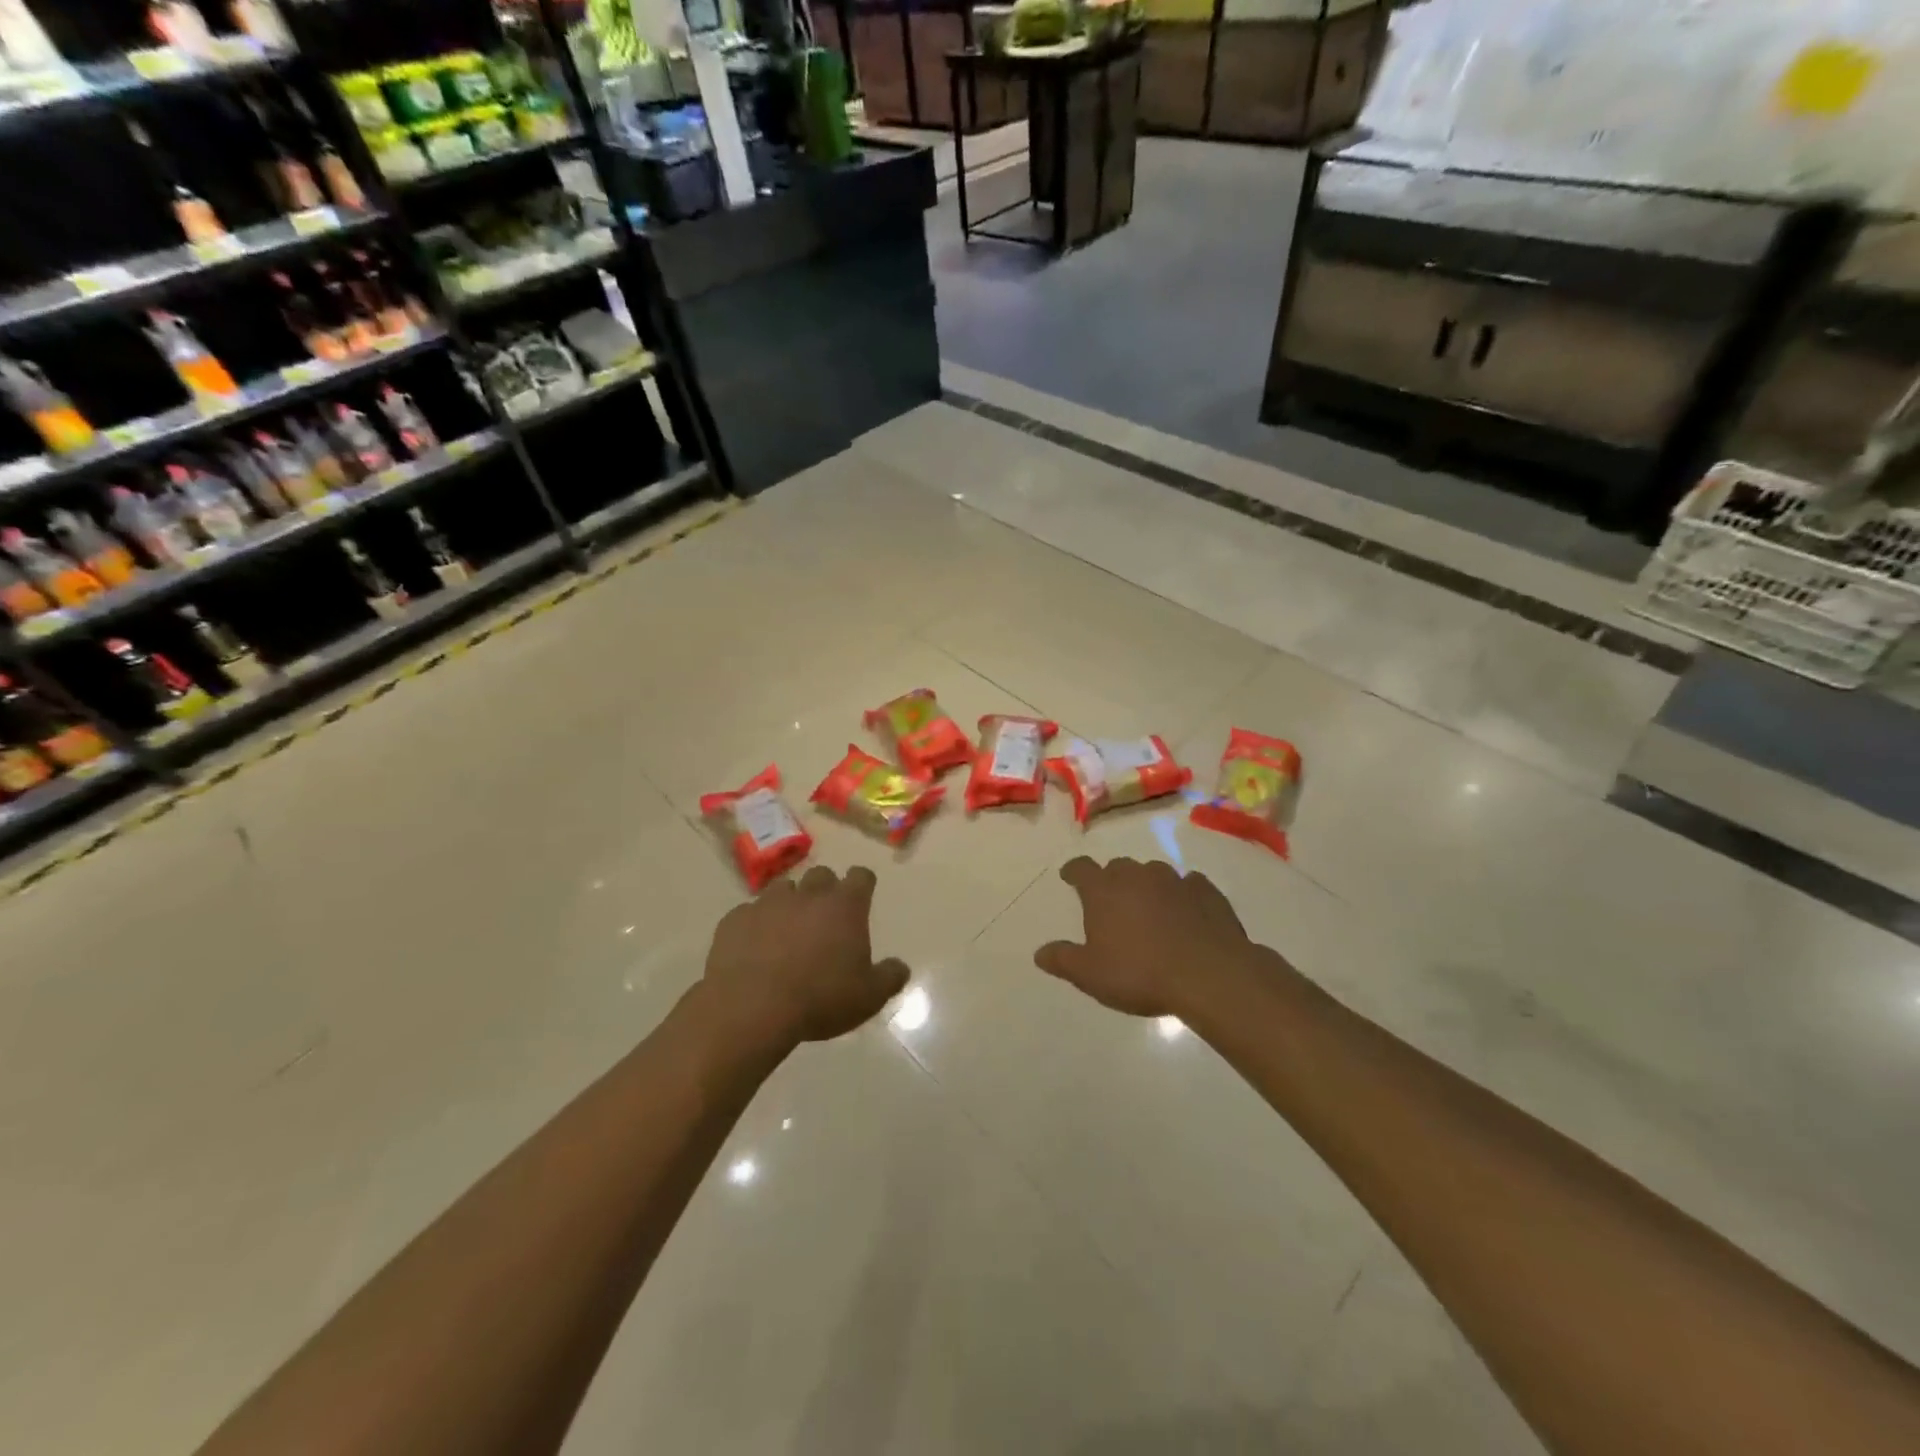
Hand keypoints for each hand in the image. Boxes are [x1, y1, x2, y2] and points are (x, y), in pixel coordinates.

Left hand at [702, 865, 909, 1045]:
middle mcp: (808, 894)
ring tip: (787, 933)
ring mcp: (768, 903)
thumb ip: (890, 977)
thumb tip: (900, 967)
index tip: (861, 898)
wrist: (751, 1007)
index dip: (862, 885)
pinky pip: (749, 913)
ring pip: (783, 890)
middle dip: (825, 891)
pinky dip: (755, 925)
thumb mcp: (869, 997)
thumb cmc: (820, 998)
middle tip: (825, 920)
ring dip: (789, 904)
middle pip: (821, 875)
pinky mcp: (735, 919)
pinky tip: (754, 949)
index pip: (861, 876)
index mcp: (844, 906)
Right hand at [1036, 857, 1256, 1018]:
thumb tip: (1039, 953)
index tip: (1069, 877)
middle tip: (1111, 903)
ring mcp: (1174, 880)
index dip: (1073, 871)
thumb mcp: (1090, 975)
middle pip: (1118, 867)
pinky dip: (1182, 895)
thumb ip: (1063, 960)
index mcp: (1104, 890)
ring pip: (1153, 874)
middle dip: (1112, 880)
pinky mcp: (1206, 891)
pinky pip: (1188, 885)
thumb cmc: (1139, 973)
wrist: (1209, 974)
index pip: (1081, 868)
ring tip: (1149, 911)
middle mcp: (1137, 875)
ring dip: (1147, 887)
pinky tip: (1186, 914)